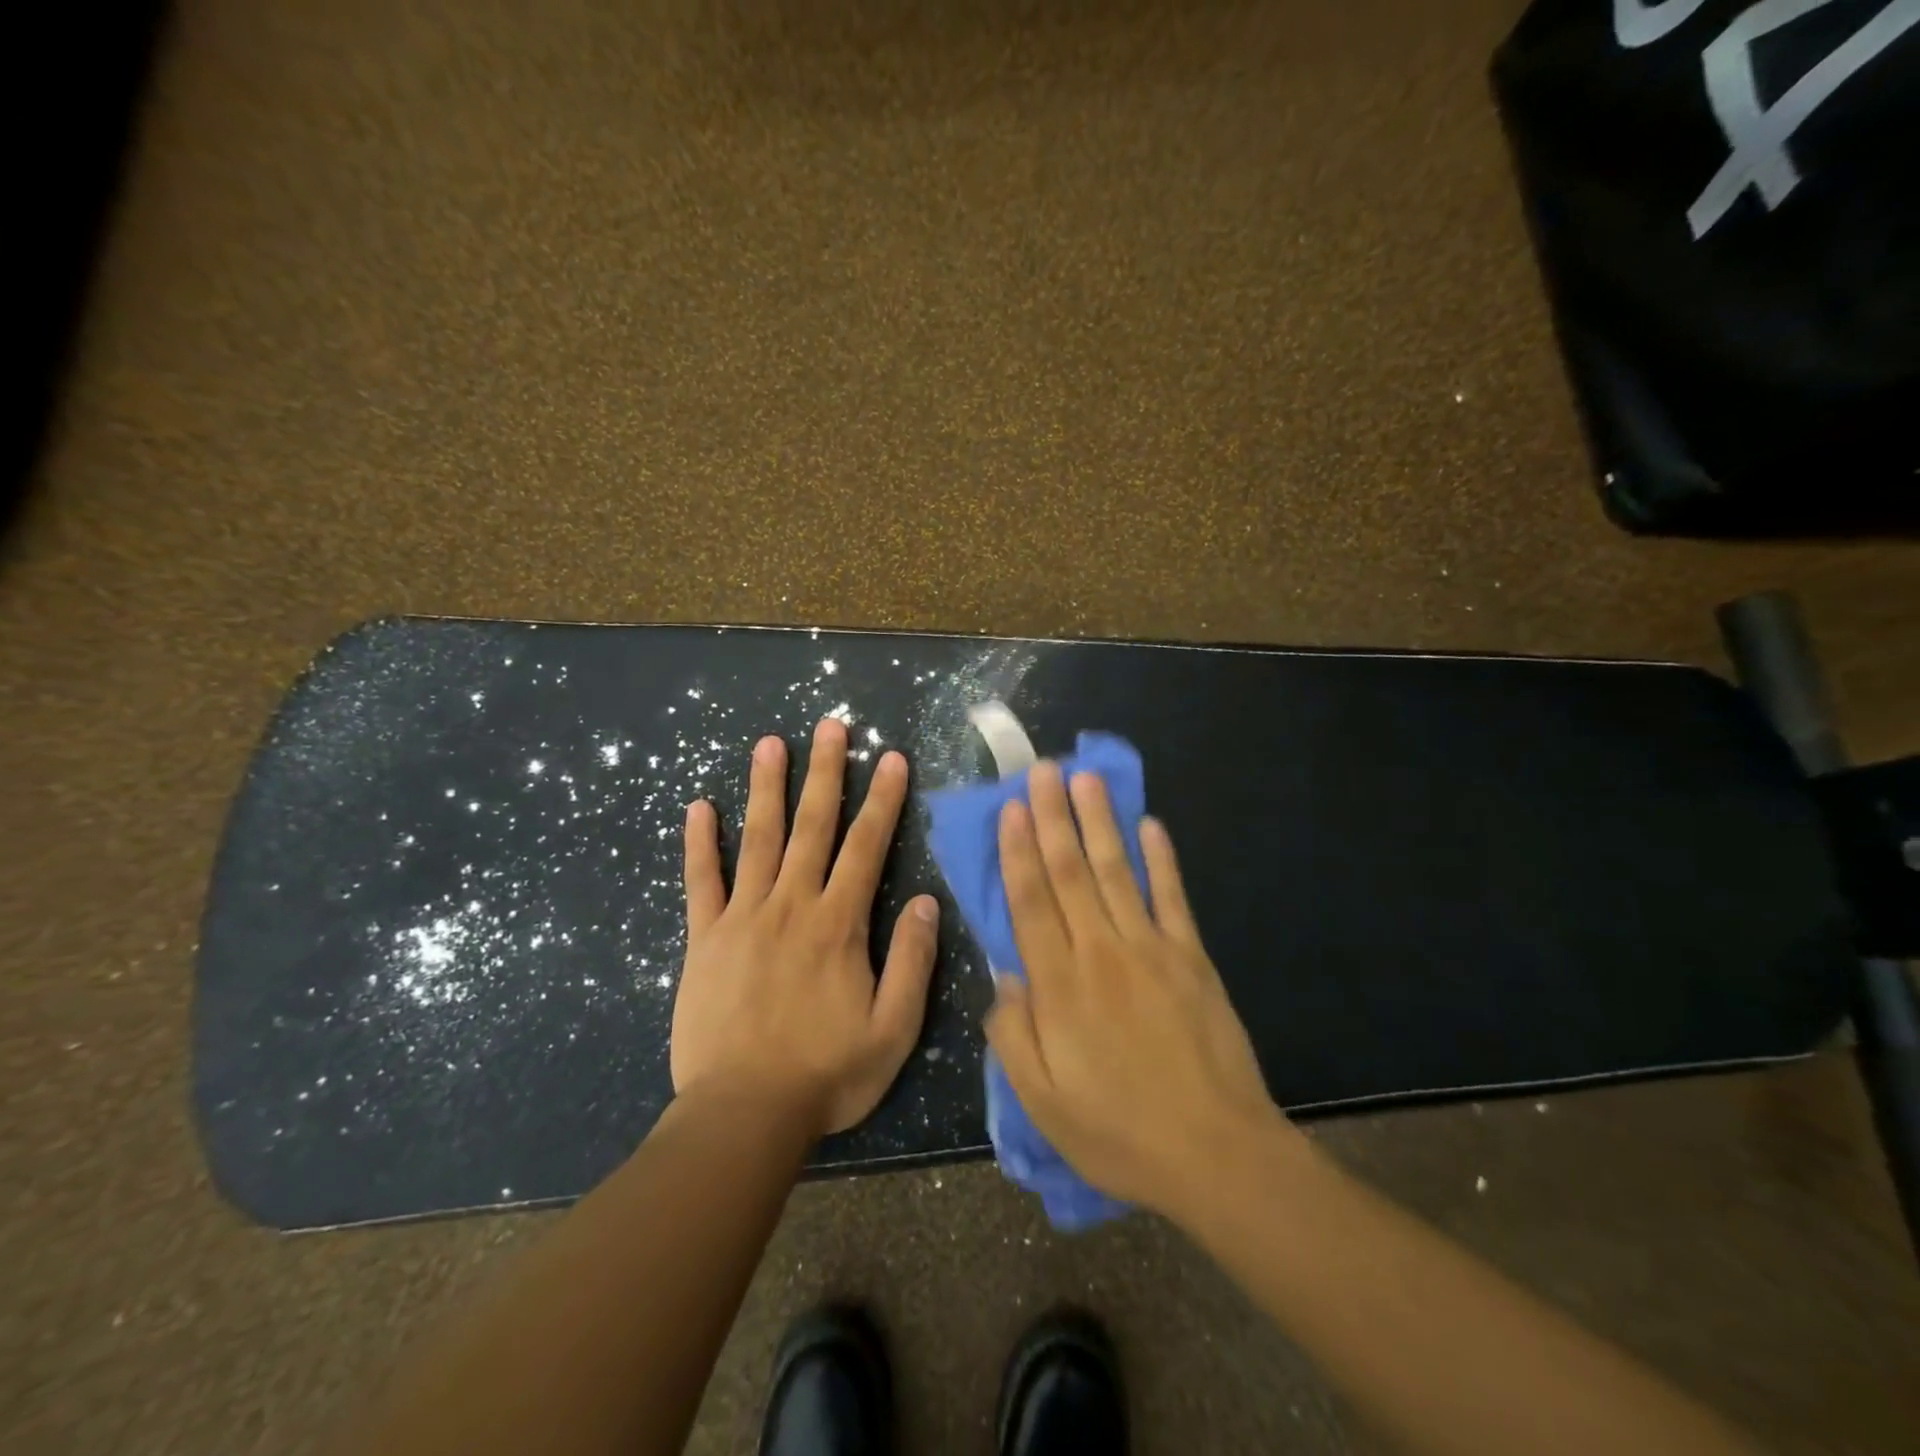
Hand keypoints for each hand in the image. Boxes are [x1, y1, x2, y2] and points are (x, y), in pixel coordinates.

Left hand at [673, 718, 939, 1137]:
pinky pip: (701, 881)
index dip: (882, 799)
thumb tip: (927, 901)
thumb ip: (913, 962)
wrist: (743, 1115)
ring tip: (770, 743)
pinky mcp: (704, 938)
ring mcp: (743, 917)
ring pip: (757, 838)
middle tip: (829, 725)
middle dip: (825, 772)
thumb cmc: (827, 1074)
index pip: (867, 846)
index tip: (889, 757)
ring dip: (766, 788)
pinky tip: (699, 807)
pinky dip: (700, 842)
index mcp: (838, 924)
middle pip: (812, 826)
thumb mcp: (893, 1029)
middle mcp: (792, 905)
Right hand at [984, 761, 1295, 1221]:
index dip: (1019, 851)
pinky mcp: (1192, 958)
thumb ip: (1012, 1034)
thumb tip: (1003, 974)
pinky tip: (1152, 825)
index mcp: (1060, 986)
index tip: (1013, 808)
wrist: (1217, 1155)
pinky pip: (1173, 898)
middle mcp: (1101, 952)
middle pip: (1071, 873)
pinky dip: (1163, 859)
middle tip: (1044, 770)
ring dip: (1100, 822)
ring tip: (1087, 778)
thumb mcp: (1042, 1102)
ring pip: (1117, 872)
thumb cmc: (1118, 1132)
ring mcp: (1151, 949)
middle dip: (1054, 817)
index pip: (1031, 902)